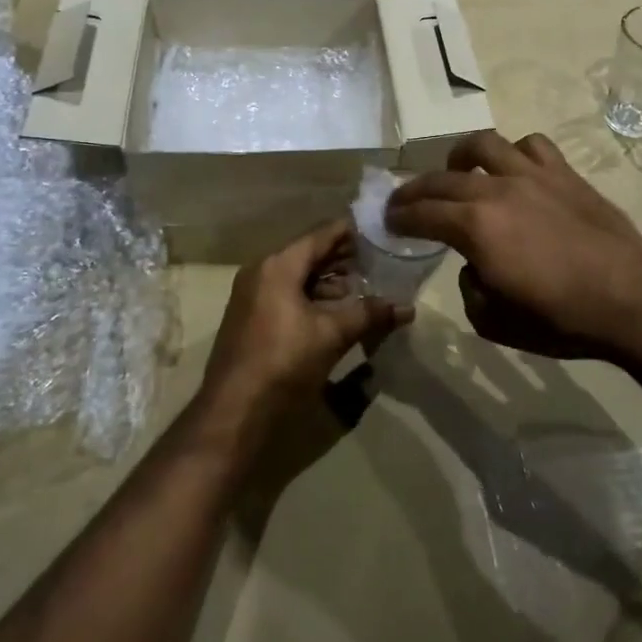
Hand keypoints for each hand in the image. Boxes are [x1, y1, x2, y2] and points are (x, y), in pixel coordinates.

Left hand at [194, 220, 411, 451]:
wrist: (234, 411)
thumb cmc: (284, 361)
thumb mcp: (332, 335)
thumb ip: (369, 314)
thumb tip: (407, 307)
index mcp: (278, 265)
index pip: (320, 235)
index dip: (350, 232)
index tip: (378, 231)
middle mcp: (261, 271)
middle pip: (308, 254)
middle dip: (342, 258)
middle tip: (377, 260)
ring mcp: (252, 295)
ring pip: (297, 277)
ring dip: (328, 281)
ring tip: (362, 287)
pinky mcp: (251, 318)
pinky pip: (286, 295)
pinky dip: (312, 297)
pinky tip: (336, 311)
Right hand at [387, 130, 641, 361]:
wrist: (631, 300)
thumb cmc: (560, 318)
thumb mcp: (494, 321)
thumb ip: (469, 288)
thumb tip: (473, 266)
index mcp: (474, 226)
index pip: (421, 213)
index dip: (399, 216)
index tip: (387, 220)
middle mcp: (496, 189)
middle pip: (441, 179)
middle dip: (414, 190)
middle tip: (403, 201)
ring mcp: (532, 175)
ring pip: (483, 145)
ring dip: (459, 157)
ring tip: (457, 171)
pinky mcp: (564, 173)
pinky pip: (531, 146)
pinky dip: (514, 154)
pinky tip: (515, 170)